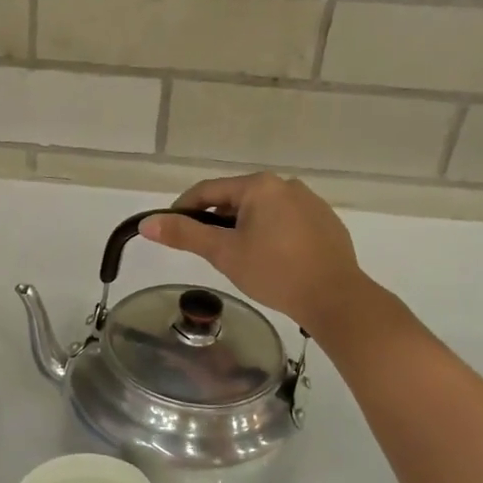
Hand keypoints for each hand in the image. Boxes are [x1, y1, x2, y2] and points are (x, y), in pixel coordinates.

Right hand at [142, 172, 367, 336]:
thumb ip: (184, 234)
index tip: (170, 230)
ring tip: (237, 259)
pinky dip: (270, 235)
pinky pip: (286, 222)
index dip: (183, 209)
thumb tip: (147, 223)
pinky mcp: (326, 222)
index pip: (208, 190)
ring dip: (243, 228)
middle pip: (236, 199)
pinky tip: (271, 261)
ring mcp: (310, 202)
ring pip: (262, 211)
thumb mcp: (224, 253)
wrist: (336, 298)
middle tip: (206, 251)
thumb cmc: (274, 272)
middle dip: (216, 221)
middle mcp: (286, 185)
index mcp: (259, 186)